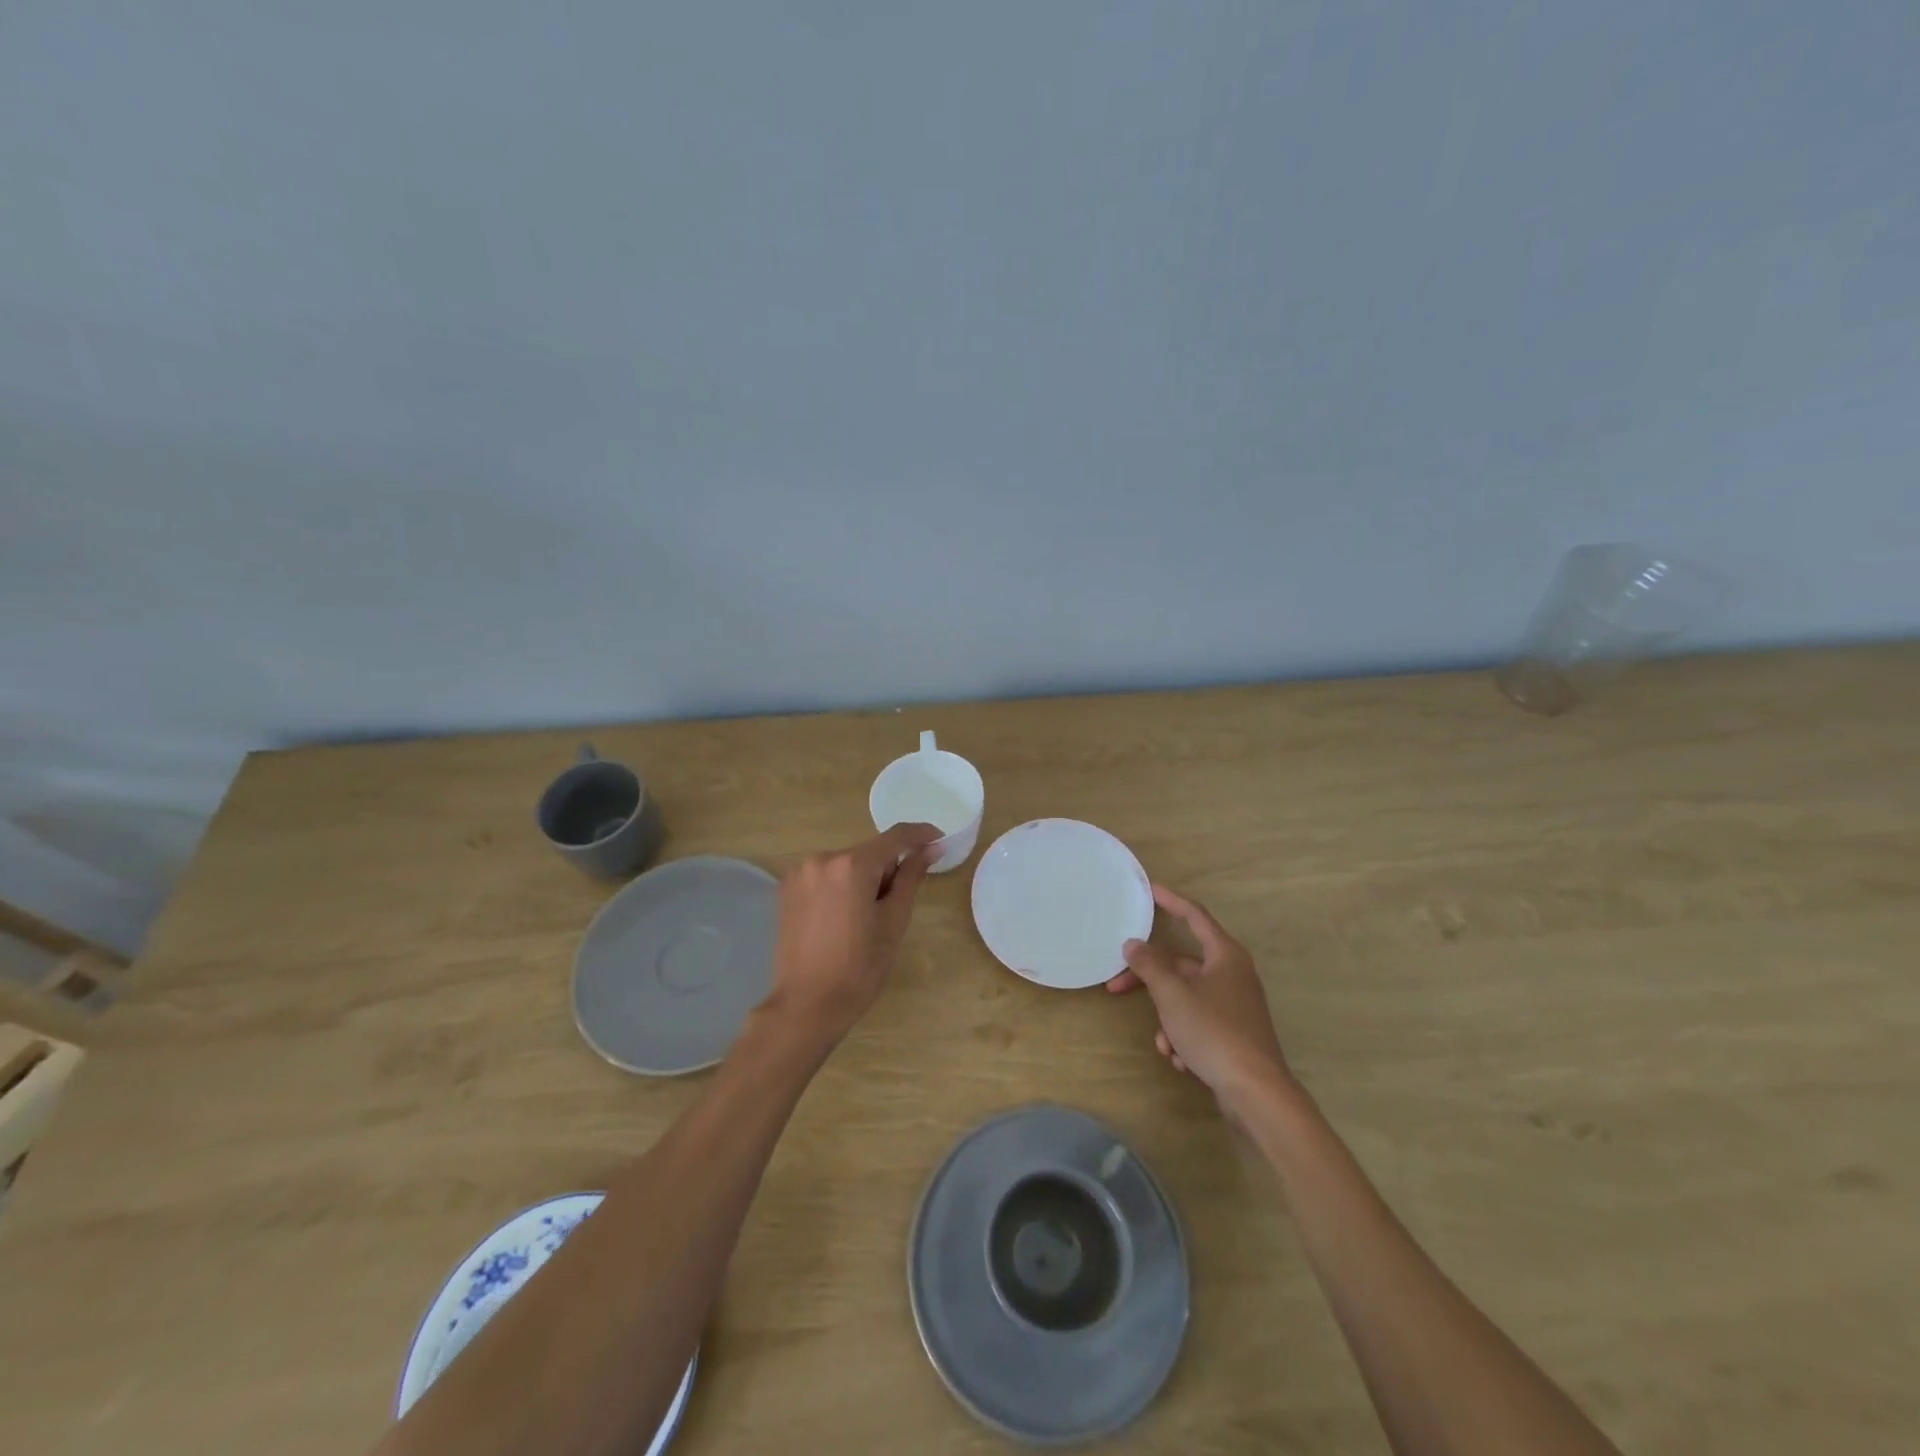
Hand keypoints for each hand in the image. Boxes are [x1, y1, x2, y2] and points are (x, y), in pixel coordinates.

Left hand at [765, 822, 942, 1043]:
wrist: (807, 1005)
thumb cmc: (859, 967)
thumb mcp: (893, 921)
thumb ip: (911, 877)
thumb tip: (930, 849)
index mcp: (852, 865)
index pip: (895, 837)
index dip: (921, 834)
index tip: (939, 840)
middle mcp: (822, 858)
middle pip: (868, 853)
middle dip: (887, 870)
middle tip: (893, 907)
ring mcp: (800, 872)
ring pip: (846, 865)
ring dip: (862, 879)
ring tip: (864, 919)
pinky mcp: (786, 889)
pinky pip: (825, 876)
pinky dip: (840, 887)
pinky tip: (841, 919)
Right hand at [1105, 884, 1291, 1112]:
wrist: (1256, 1093)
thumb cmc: (1214, 1032)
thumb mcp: (1173, 995)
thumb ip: (1149, 965)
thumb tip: (1133, 944)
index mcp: (1225, 955)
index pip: (1194, 915)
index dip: (1170, 900)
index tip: (1149, 889)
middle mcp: (1232, 974)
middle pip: (1181, 964)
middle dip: (1150, 980)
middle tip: (1116, 985)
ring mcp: (1234, 1005)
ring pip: (1186, 998)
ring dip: (1168, 1019)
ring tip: (1166, 1043)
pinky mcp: (1233, 1033)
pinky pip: (1197, 1023)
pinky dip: (1183, 1037)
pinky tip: (1181, 1059)